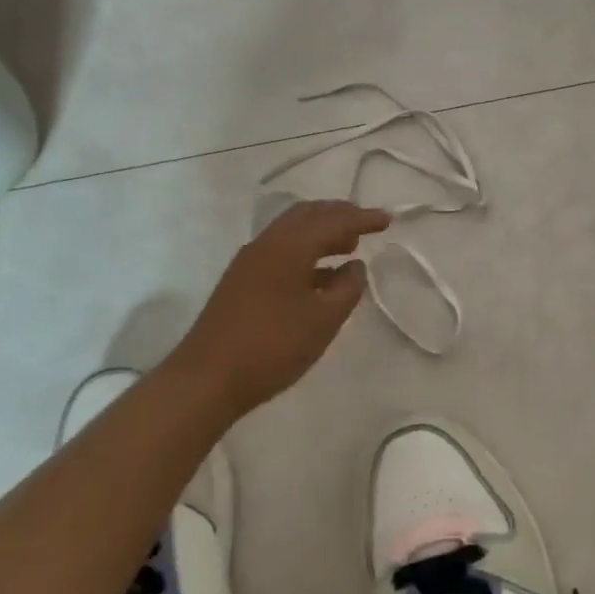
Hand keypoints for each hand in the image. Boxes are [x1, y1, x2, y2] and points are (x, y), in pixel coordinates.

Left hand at [167, 200, 390, 418]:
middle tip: (366, 223)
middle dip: (339, 214)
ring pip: (291, 230)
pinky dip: (305, 249)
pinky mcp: (240, 280)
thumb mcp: (324, 320)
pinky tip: (319, 274)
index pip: (334, 221)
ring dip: (321, 231)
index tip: (388, 220)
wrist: (206, 379)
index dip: (363, 219)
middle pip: (307, 214)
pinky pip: (280, 249)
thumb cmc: (272, 346)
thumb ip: (347, 288)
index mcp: (289, 246)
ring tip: (347, 245)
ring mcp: (249, 261)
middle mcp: (267, 243)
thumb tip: (355, 266)